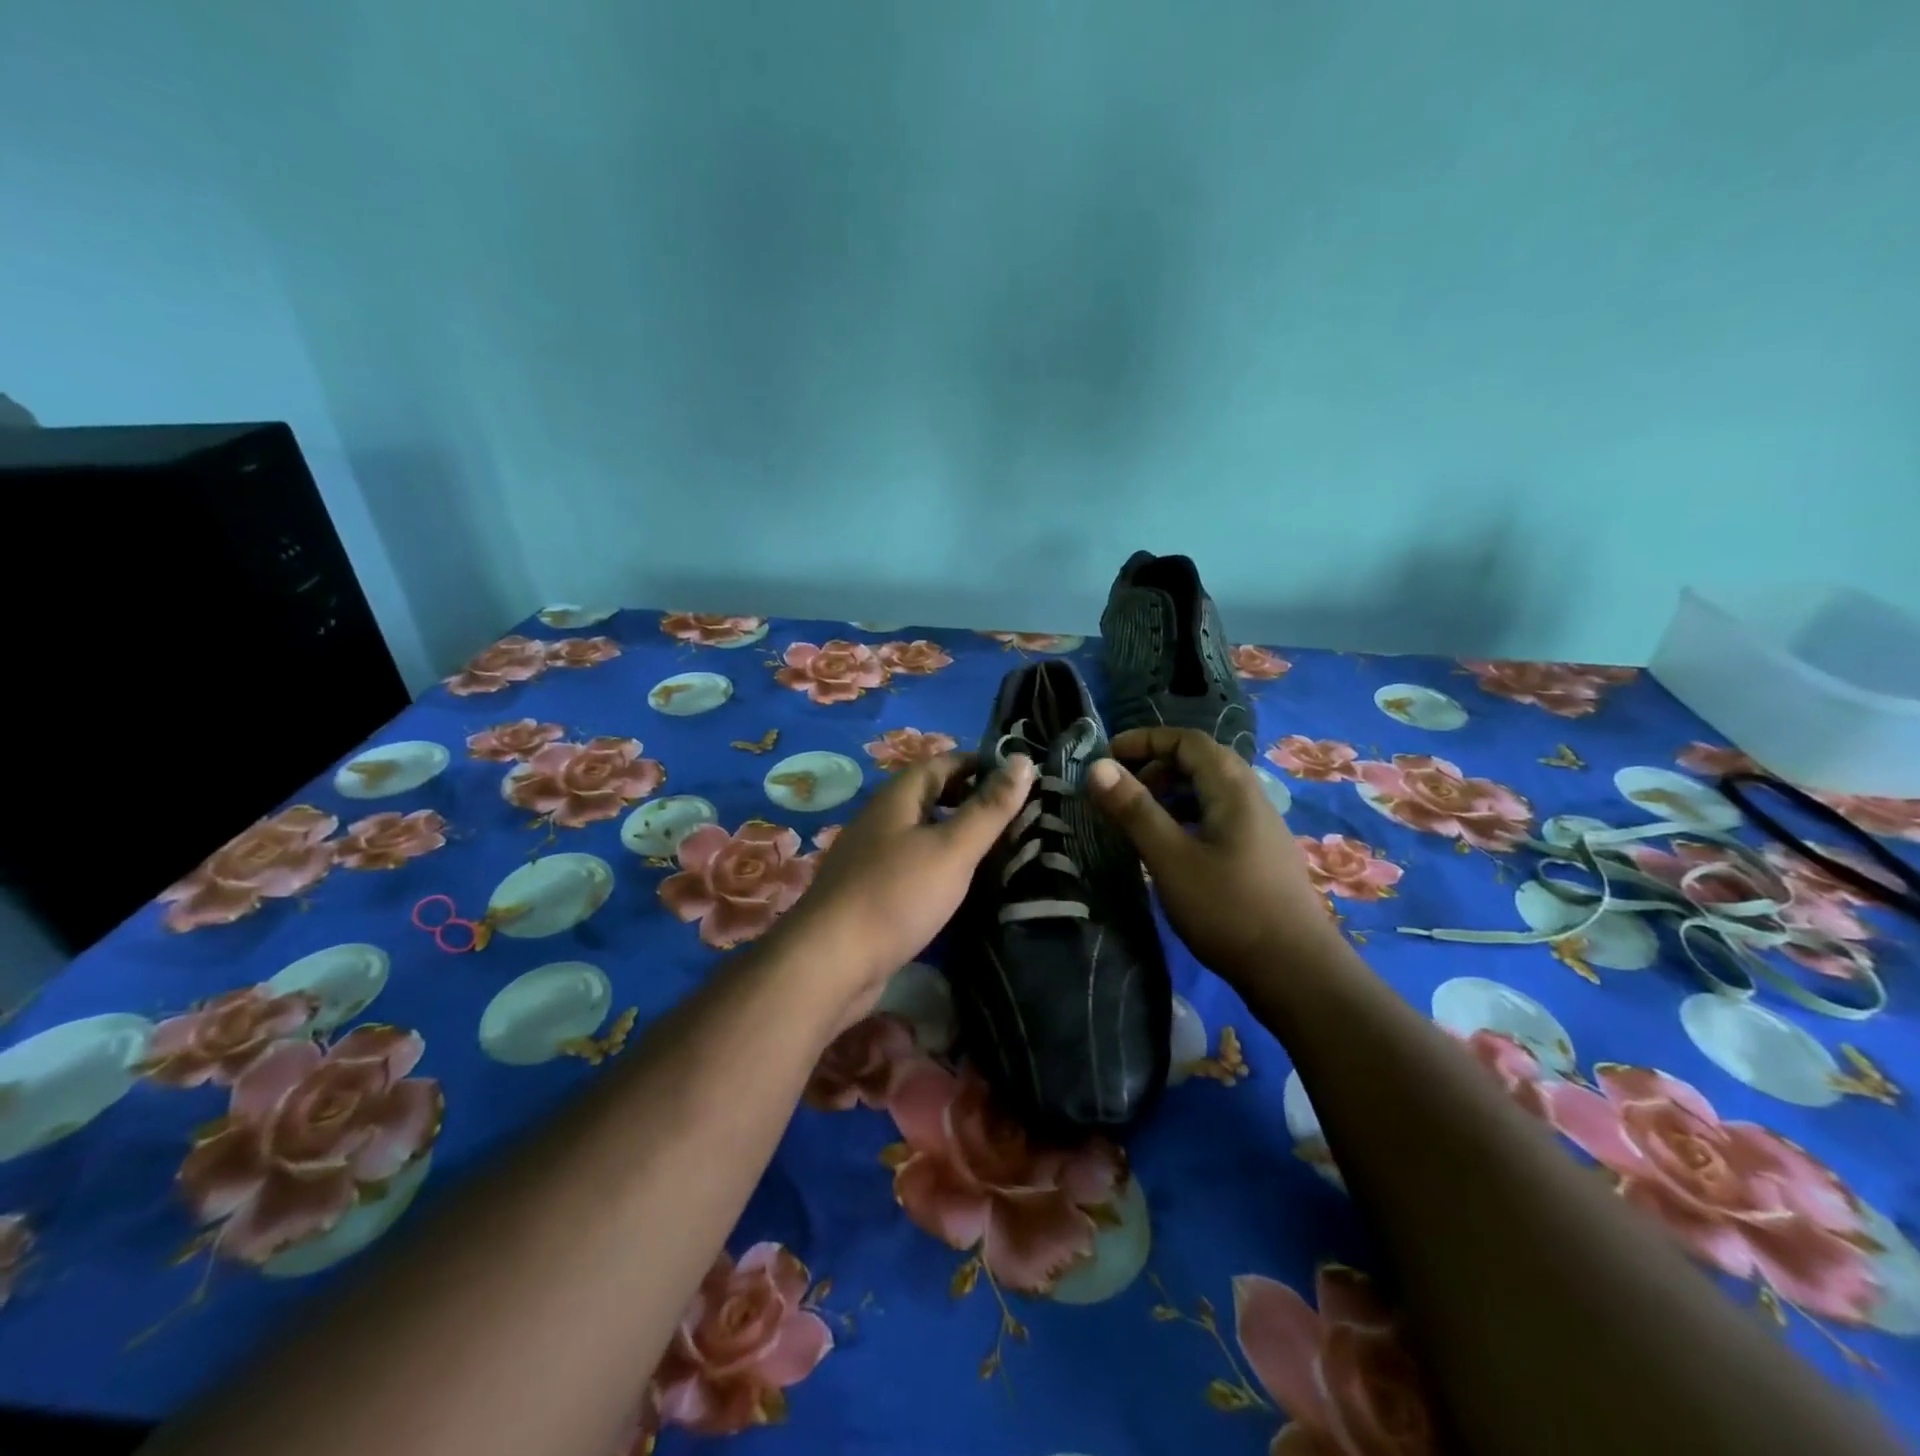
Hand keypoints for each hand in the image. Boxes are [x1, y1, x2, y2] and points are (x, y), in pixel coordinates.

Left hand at [782, 751, 1036, 1020]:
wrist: (831, 963)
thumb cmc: (895, 895)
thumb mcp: (951, 848)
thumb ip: (989, 808)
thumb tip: (1023, 759)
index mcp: (897, 799)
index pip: (942, 763)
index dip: (979, 764)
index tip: (1019, 774)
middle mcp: (882, 821)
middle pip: (931, 798)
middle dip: (972, 800)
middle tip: (1018, 814)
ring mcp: (873, 859)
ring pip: (924, 835)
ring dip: (958, 836)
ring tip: (1002, 849)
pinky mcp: (873, 895)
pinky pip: (915, 868)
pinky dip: (943, 868)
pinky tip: (965, 887)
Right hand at [1087, 727, 1341, 987]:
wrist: (1296, 972)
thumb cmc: (1228, 909)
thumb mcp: (1170, 858)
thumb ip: (1134, 810)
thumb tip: (1098, 766)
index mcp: (1232, 788)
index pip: (1187, 741)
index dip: (1145, 740)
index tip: (1107, 756)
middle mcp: (1251, 797)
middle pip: (1200, 761)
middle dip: (1155, 767)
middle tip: (1121, 792)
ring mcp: (1260, 827)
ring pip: (1209, 791)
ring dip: (1170, 793)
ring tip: (1139, 819)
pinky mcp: (1260, 854)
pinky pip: (1217, 816)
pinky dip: (1186, 817)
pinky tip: (1171, 848)